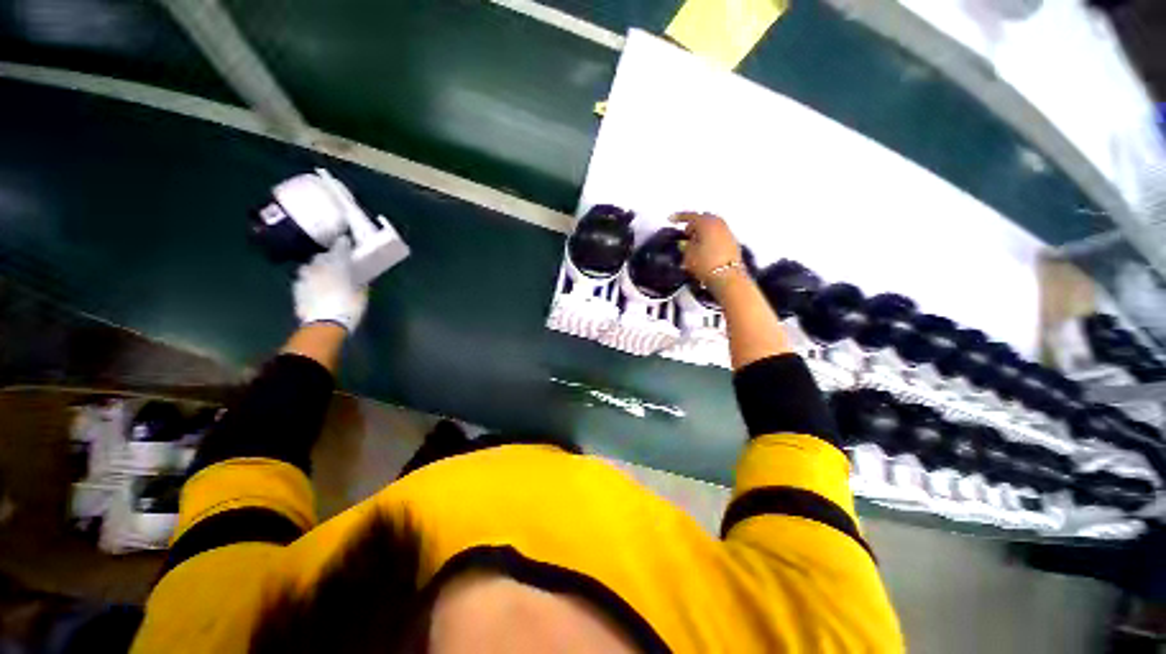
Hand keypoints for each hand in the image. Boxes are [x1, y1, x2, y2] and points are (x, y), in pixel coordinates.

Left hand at [293, 237, 367, 332]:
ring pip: (310, 267)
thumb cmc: (348, 308)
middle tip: (336, 262)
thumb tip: (361, 279)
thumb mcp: (361, 296)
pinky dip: (309, 281)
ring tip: (323, 274)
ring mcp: (305, 277)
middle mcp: (319, 267)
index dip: (343, 244)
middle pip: (322, 256)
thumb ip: (360, 283)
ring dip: (316, 268)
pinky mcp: (296, 289)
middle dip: (329, 257)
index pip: (340, 248)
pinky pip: (303, 279)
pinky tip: (315, 288)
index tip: (346, 240)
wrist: (324, 324)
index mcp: (337, 265)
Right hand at [670, 212, 743, 295]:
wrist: (727, 277)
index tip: (671, 219)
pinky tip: (704, 247)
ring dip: (702, 231)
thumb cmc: (705, 264)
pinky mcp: (733, 243)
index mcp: (706, 223)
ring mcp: (727, 232)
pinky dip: (710, 237)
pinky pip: (718, 234)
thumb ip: (685, 246)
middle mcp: (719, 224)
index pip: (691, 216)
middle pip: (704, 218)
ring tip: (694, 242)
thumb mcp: (688, 255)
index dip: (679, 217)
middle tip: (685, 233)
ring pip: (712, 226)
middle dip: (694, 224)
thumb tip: (686, 242)